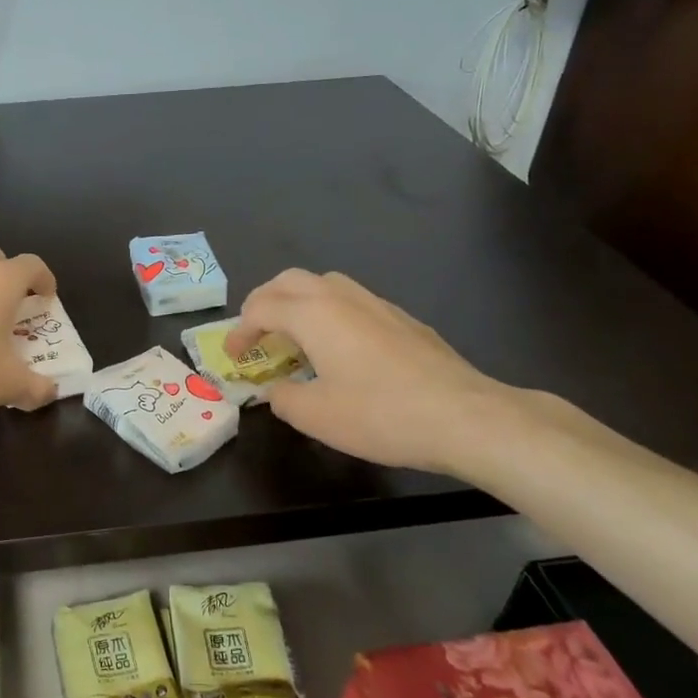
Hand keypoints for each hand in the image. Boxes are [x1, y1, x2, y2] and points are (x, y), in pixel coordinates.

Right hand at [225, 270, 513, 474]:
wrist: (464, 416)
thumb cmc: (380, 414)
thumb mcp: (316, 416)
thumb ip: (283, 398)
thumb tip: (276, 390)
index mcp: (313, 314)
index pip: (261, 307)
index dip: (239, 331)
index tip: (234, 357)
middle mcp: (341, 297)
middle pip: (290, 280)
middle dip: (264, 302)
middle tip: (256, 333)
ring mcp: (376, 304)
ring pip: (324, 283)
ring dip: (298, 302)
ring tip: (294, 336)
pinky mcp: (402, 319)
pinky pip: (351, 301)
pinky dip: (329, 313)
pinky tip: (339, 348)